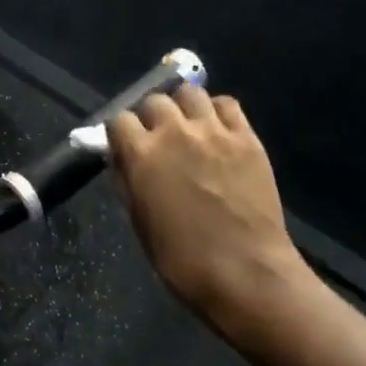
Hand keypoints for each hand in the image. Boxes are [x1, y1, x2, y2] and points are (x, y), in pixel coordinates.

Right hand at [108, 86, 313, 342]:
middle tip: (158, 139)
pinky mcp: (247, 138)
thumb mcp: (139, 220)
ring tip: (188, 127)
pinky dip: (217, 112)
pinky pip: (227, 105)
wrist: (245, 273)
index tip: (125, 146)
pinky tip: (217, 131)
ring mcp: (214, 131)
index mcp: (142, 154)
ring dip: (183, 107)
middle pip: (154, 101)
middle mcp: (174, 132)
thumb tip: (121, 157)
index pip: (119, 119)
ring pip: (190, 93)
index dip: (120, 132)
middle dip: (151, 117)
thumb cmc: (181, 258)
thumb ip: (127, 180)